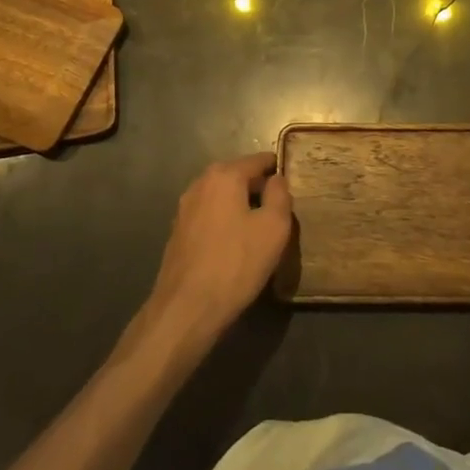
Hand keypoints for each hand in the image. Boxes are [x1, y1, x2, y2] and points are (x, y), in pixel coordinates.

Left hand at [145, 154, 292, 345]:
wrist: (186, 309)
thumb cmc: (236, 263)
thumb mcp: (274, 227)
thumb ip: (280, 195)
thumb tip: (276, 179)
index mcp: (224, 175)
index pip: (259, 160)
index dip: (278, 170)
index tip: (292, 184)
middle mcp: (200, 183)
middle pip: (238, 176)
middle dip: (258, 188)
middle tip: (279, 209)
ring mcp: (184, 208)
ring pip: (222, 196)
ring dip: (240, 205)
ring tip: (259, 228)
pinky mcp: (177, 232)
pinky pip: (209, 215)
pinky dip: (224, 221)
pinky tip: (234, 244)